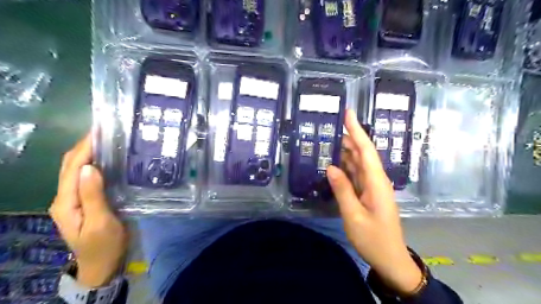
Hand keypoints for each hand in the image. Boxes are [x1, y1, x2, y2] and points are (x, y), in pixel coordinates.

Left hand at [49, 132, 127, 288]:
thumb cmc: (105, 245)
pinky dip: (92, 164)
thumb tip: (89, 167)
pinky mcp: (83, 201)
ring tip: (106, 140)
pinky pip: (84, 177)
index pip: (72, 167)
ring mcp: (72, 200)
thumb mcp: (100, 222)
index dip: (84, 147)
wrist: (102, 264)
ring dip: (87, 153)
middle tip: (105, 131)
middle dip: (84, 146)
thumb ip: (93, 196)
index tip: (100, 130)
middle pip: (69, 165)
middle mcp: (64, 198)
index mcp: (66, 202)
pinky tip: (106, 159)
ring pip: (75, 170)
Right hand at [325, 111, 422, 294]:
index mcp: (376, 182)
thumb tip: (330, 167)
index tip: (348, 113)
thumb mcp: (353, 215)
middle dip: (348, 137)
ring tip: (328, 140)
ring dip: (345, 151)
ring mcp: (372, 186)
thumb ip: (342, 189)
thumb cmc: (373, 238)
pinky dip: (345, 166)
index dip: (357, 131)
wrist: (389, 258)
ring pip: (358, 163)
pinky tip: (334, 162)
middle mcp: (376, 180)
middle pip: (362, 153)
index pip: (366, 150)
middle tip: (329, 127)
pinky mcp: (368, 193)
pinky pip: (356, 174)